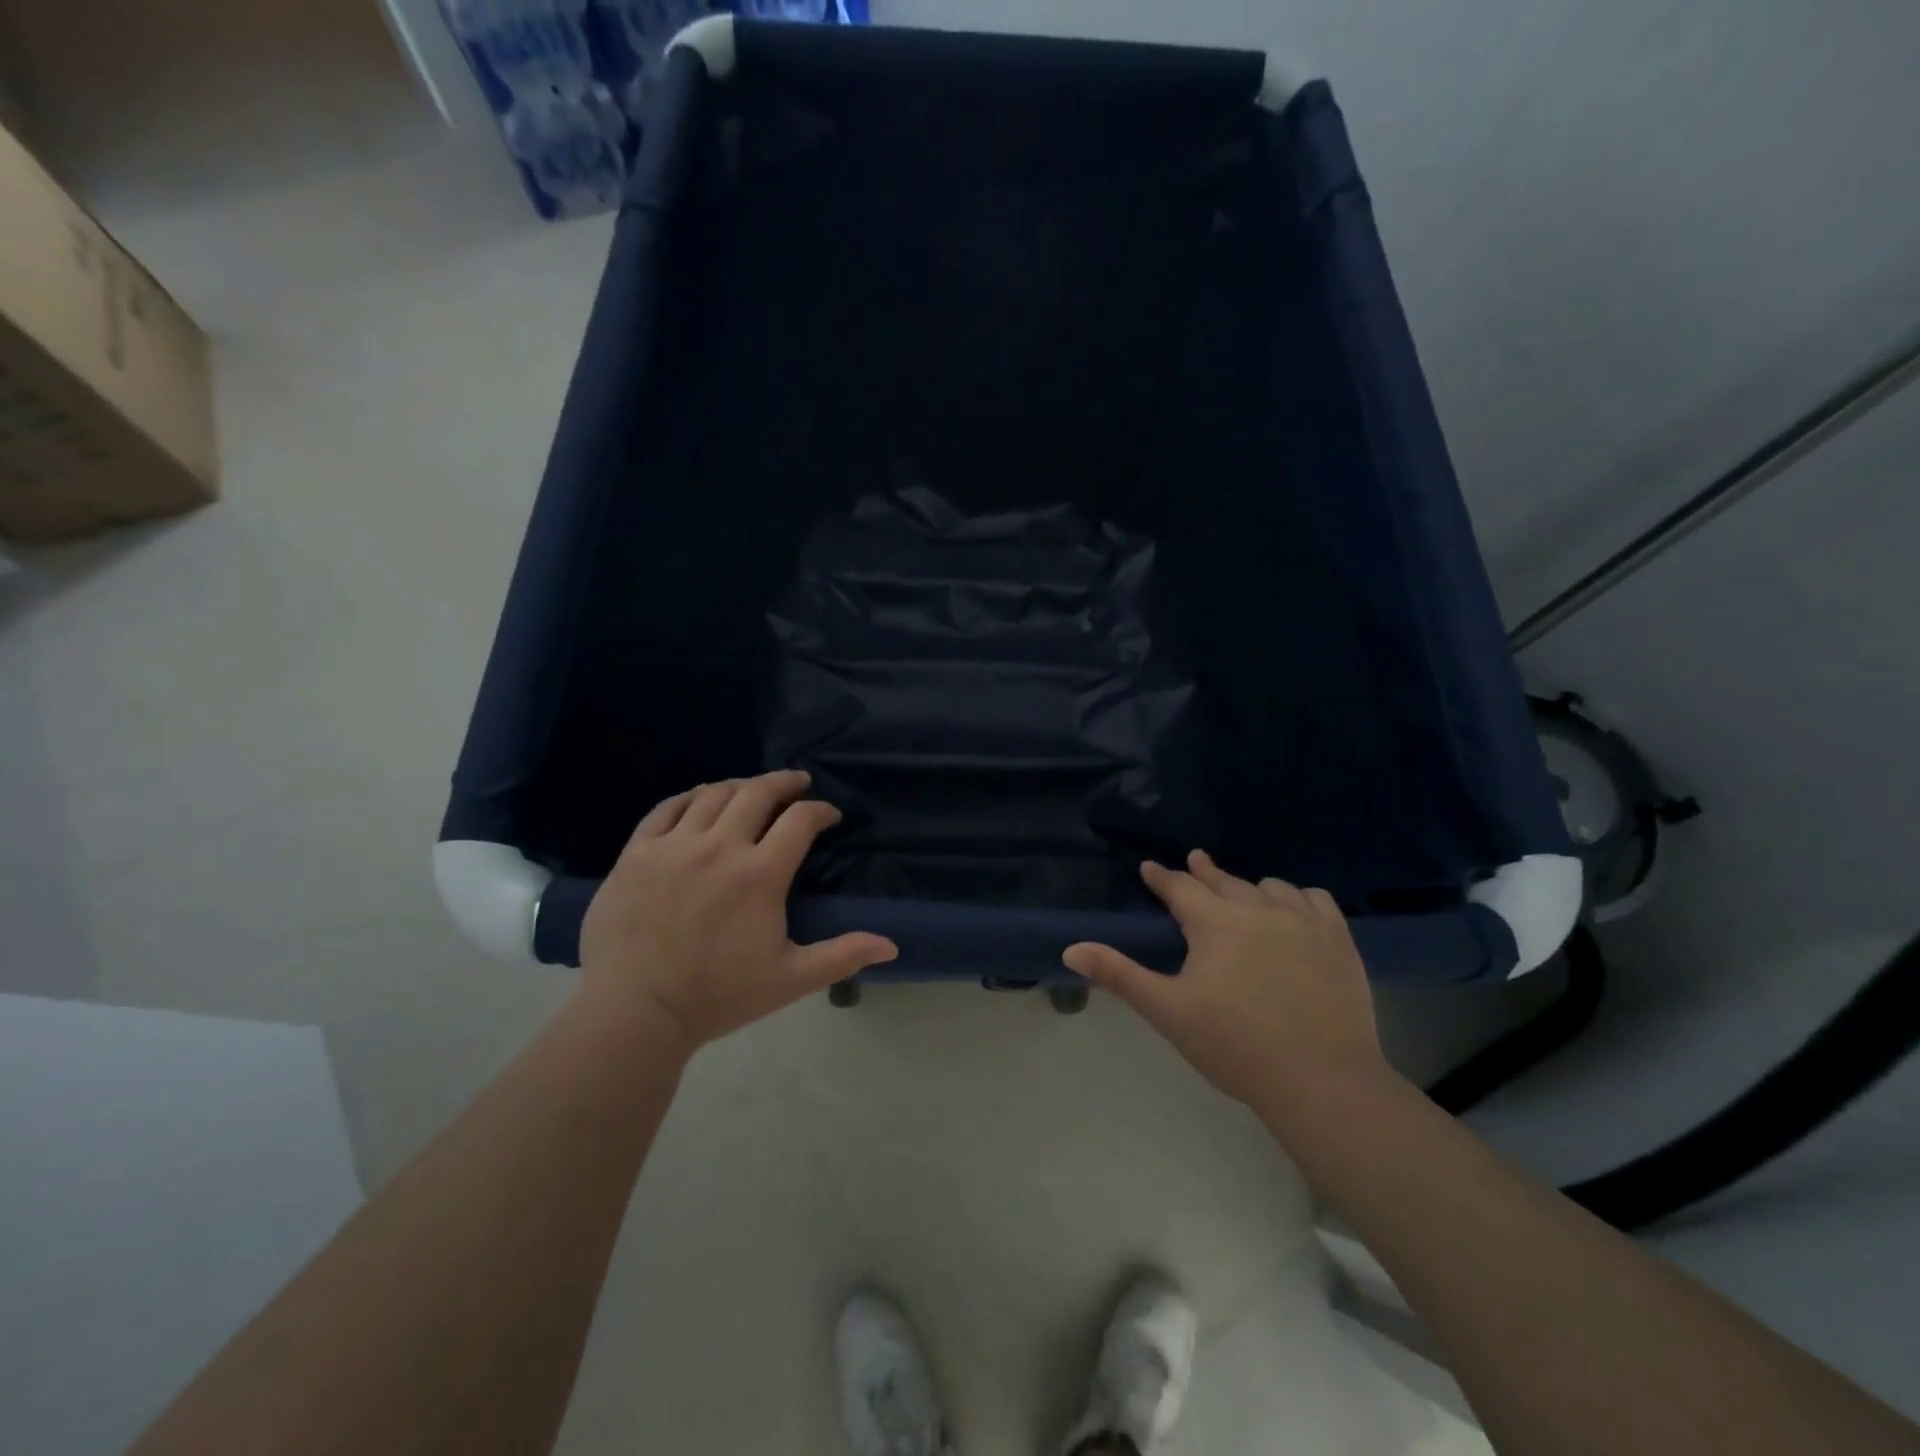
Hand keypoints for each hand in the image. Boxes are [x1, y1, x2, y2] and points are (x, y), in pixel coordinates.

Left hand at [579, 771, 897, 1051]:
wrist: (635, 1012)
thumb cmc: (718, 996)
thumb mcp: (790, 980)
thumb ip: (842, 956)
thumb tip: (891, 945)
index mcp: (761, 874)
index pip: (801, 820)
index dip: (821, 810)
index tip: (829, 815)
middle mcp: (720, 846)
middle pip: (758, 793)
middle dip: (785, 782)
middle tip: (798, 783)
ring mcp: (674, 845)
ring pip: (713, 794)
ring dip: (741, 786)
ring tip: (752, 789)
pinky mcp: (638, 852)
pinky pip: (667, 808)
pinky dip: (690, 797)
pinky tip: (700, 800)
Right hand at [1063, 850, 1391, 1117]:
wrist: (1321, 1080)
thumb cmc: (1234, 1046)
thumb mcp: (1167, 1011)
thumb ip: (1119, 974)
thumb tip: (1070, 948)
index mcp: (1214, 923)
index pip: (1180, 888)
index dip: (1162, 878)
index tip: (1150, 868)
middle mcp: (1258, 909)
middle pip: (1224, 881)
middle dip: (1203, 872)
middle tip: (1193, 860)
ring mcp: (1303, 921)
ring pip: (1270, 887)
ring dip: (1249, 886)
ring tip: (1242, 892)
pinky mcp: (1338, 939)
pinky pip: (1315, 899)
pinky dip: (1297, 897)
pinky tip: (1294, 906)